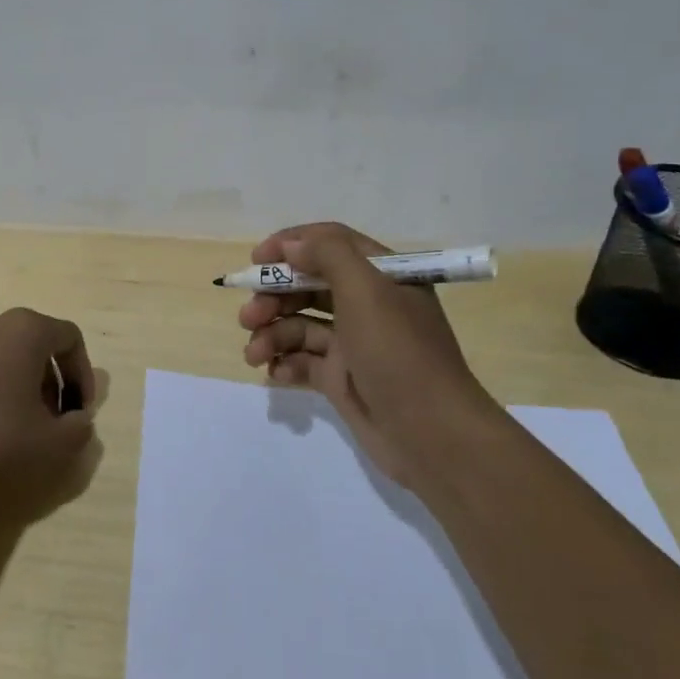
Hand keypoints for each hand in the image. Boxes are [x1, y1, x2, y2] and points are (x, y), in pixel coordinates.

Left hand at [0, 307, 96, 491]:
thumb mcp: (48, 444)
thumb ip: (77, 431)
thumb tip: (79, 422)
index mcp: (26, 328)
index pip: (70, 338)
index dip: (82, 376)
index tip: (79, 412)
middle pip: (36, 345)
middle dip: (50, 383)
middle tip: (50, 422)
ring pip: (4, 354)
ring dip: (19, 384)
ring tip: (16, 425)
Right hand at [239, 222, 503, 485]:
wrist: (430, 435)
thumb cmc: (398, 353)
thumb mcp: (367, 291)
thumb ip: (328, 255)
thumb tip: (292, 246)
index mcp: (382, 276)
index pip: (330, 243)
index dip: (291, 245)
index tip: (256, 260)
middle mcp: (367, 304)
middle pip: (308, 285)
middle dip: (273, 297)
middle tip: (248, 316)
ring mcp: (353, 343)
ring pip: (300, 325)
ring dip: (271, 334)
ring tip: (254, 354)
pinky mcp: (341, 378)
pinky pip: (303, 361)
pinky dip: (284, 363)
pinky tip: (275, 373)